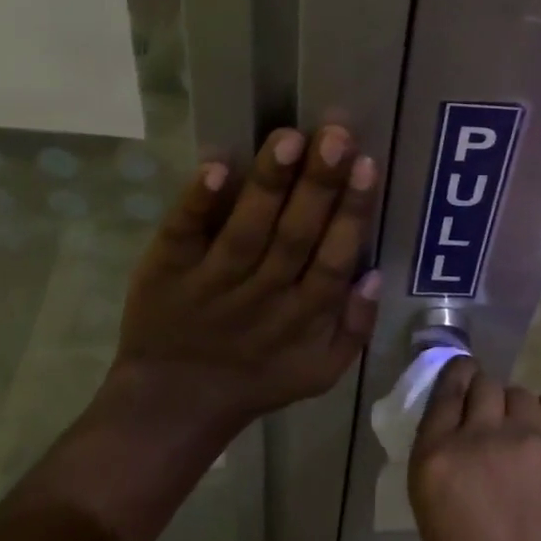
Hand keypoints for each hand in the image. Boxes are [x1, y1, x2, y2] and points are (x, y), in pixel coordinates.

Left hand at [113, 125, 381, 424]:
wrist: (172, 406)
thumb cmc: (257, 379)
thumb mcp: (321, 371)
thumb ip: (356, 327)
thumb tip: (376, 273)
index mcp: (303, 317)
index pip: (334, 260)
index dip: (351, 213)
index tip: (366, 164)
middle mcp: (261, 296)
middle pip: (295, 236)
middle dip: (318, 184)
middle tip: (335, 135)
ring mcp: (210, 284)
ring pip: (246, 230)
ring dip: (268, 184)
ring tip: (289, 138)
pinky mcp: (165, 272)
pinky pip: (182, 235)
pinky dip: (198, 203)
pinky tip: (217, 167)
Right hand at [408, 357, 540, 540]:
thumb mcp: (436, 520)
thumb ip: (446, 469)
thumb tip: (464, 440)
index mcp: (435, 460)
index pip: (445, 392)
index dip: (456, 378)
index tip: (463, 376)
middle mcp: (479, 436)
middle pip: (484, 383)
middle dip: (486, 397)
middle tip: (494, 424)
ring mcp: (528, 438)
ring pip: (520, 392)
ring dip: (517, 410)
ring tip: (525, 440)